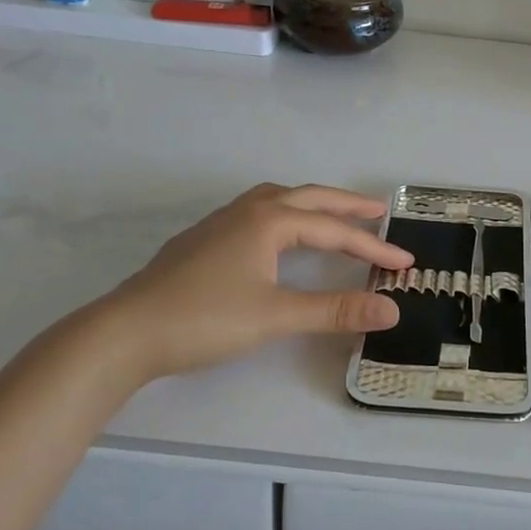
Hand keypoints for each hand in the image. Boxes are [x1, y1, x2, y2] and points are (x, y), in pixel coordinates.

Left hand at [83, 183, 412, 383]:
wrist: (125, 331)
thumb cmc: (205, 319)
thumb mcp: (276, 316)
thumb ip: (335, 310)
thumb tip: (392, 308)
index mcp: (270, 221)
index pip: (334, 231)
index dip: (373, 247)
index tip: (405, 263)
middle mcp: (249, 210)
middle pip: (310, 198)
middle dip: (347, 205)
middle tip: (379, 211)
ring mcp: (222, 221)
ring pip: (279, 198)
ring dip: (313, 203)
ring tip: (333, 214)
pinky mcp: (204, 238)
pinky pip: (259, 210)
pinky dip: (285, 212)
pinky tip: (279, 234)